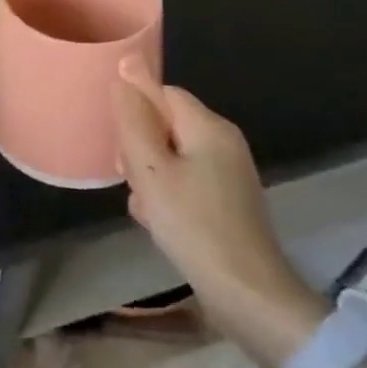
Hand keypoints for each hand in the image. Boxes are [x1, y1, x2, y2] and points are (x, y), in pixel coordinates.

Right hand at [113, 57, 326, 367]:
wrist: (248, 295)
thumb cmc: (193, 225)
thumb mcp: (150, 170)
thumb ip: (133, 120)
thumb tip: (124, 73)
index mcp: (209, 127)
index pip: (163, 92)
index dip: (136, 109)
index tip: (119, 139)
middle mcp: (224, 142)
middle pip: (166, 124)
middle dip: (140, 147)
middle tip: (129, 176)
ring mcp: (228, 174)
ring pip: (171, 155)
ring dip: (149, 175)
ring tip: (143, 205)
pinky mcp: (227, 201)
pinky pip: (185, 181)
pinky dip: (167, 194)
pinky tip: (157, 221)